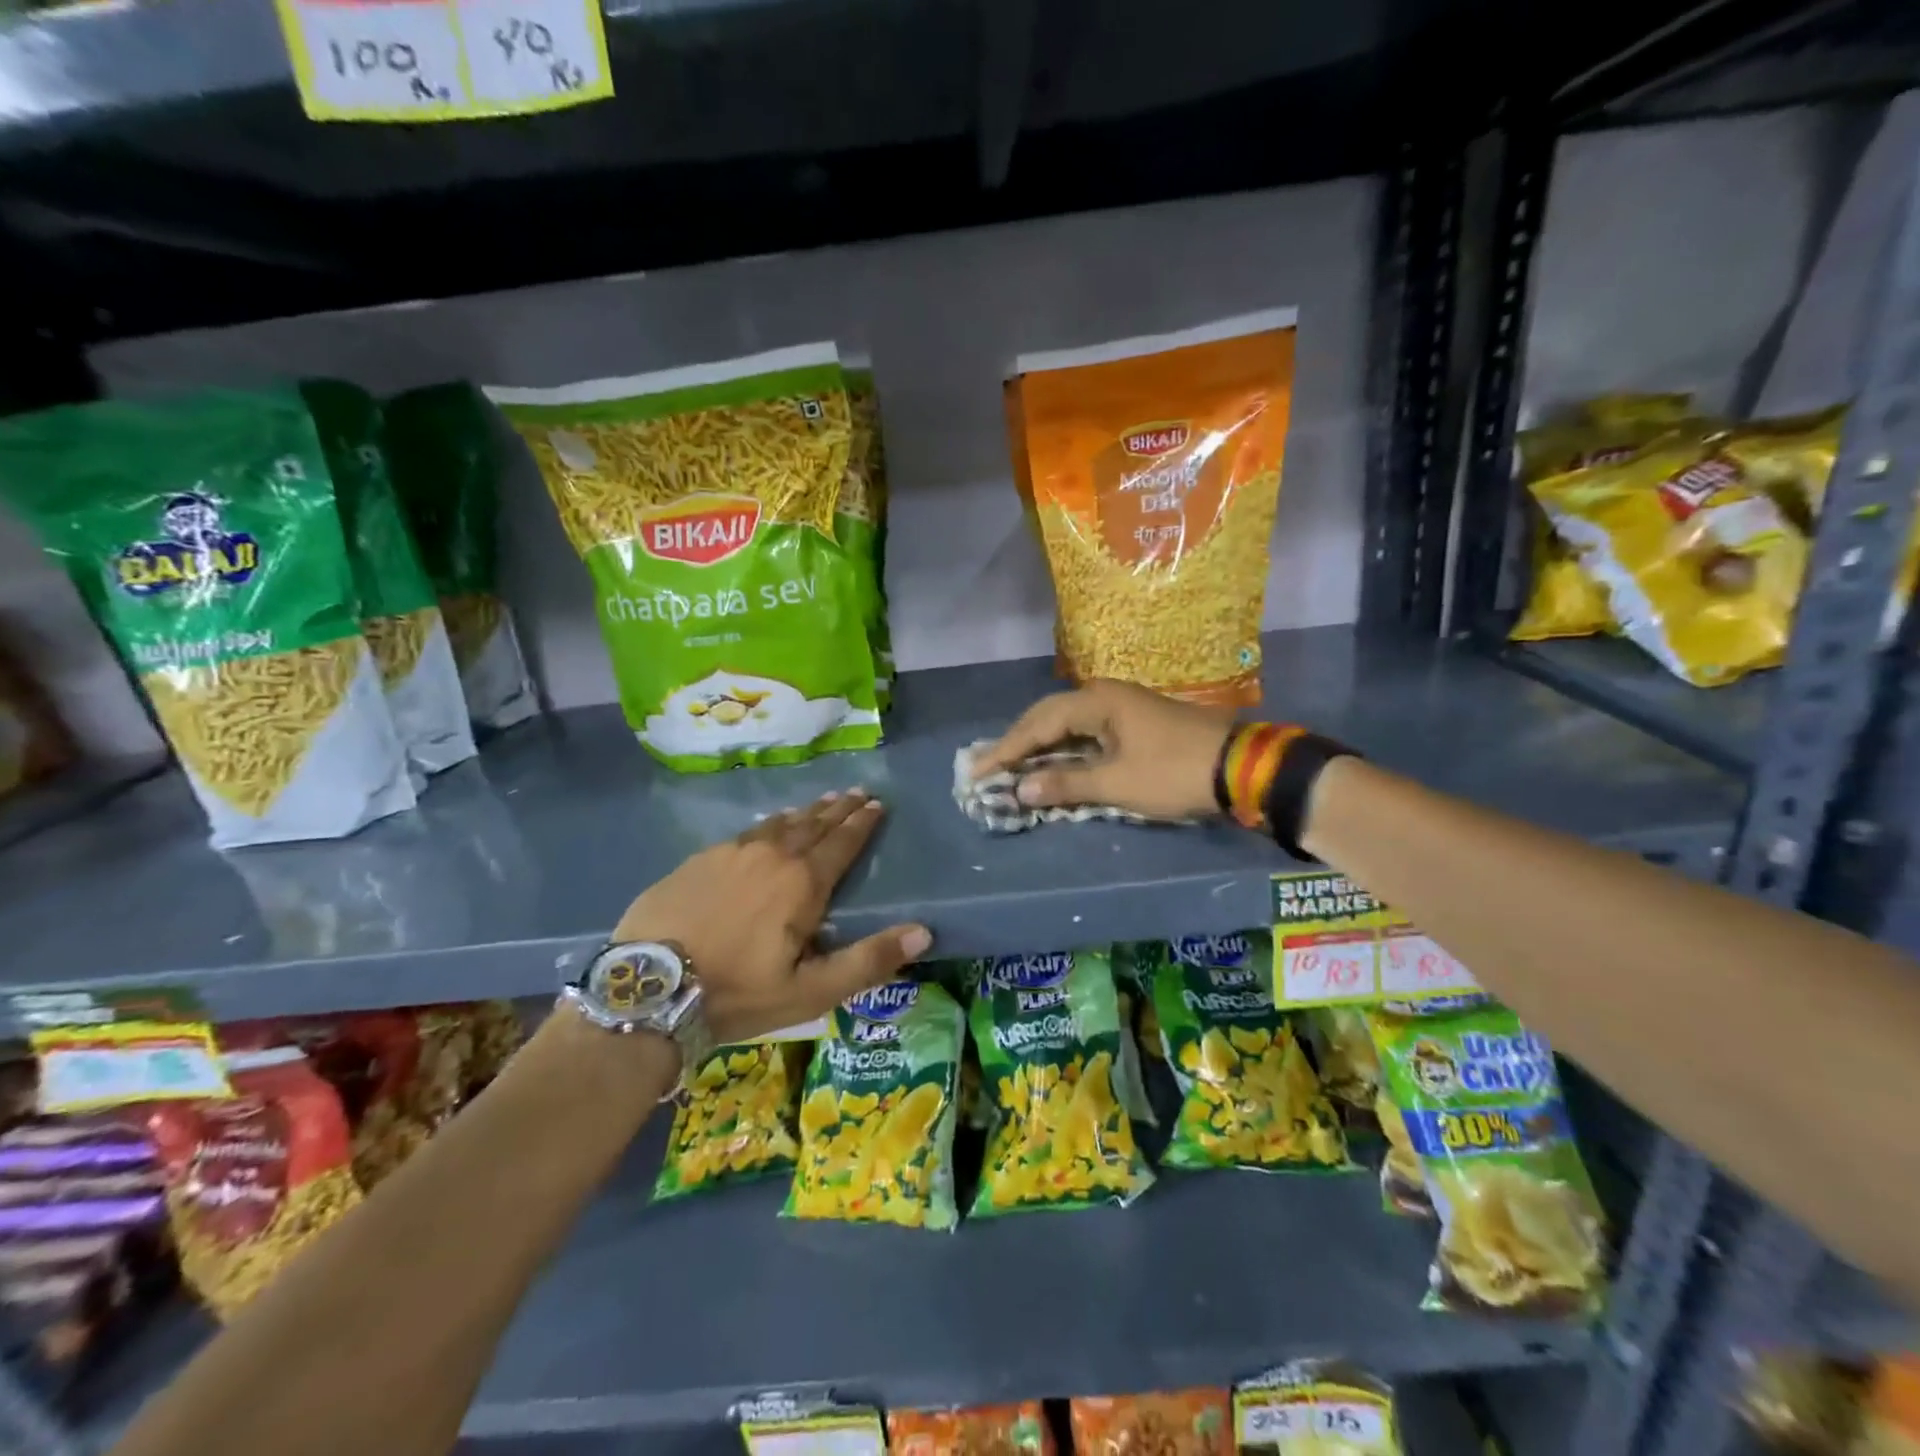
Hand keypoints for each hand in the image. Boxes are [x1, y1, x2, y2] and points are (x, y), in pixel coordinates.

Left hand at [611, 789, 930, 1043]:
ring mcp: (732, 853)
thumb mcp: (812, 991)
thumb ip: (869, 960)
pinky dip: (768, 824)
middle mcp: (772, 855)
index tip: (877, 804)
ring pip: (779, 823)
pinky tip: (768, 826)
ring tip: (822, 801)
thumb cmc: (738, 993)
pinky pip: (747, 832)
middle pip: (813, 824)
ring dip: (806, 812)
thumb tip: (924, 933)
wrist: (647, 989)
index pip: (842, 843)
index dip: (862, 823)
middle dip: (839, 809)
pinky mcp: (700, 859)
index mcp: (803, 882)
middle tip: (857, 792)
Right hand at [972, 680, 1234, 819]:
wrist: (1240, 767)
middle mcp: (1104, 695)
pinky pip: (1085, 731)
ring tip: (1011, 763)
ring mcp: (1121, 706)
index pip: (1038, 725)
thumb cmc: (1174, 772)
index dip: (1006, 750)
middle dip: (1017, 742)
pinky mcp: (1133, 722)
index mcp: (1096, 702)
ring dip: (1040, 744)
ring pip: (1067, 722)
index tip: (978, 771)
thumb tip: (1020, 789)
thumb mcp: (1117, 783)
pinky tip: (1053, 761)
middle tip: (988, 765)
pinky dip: (1064, 748)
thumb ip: (1066, 784)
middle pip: (1048, 716)